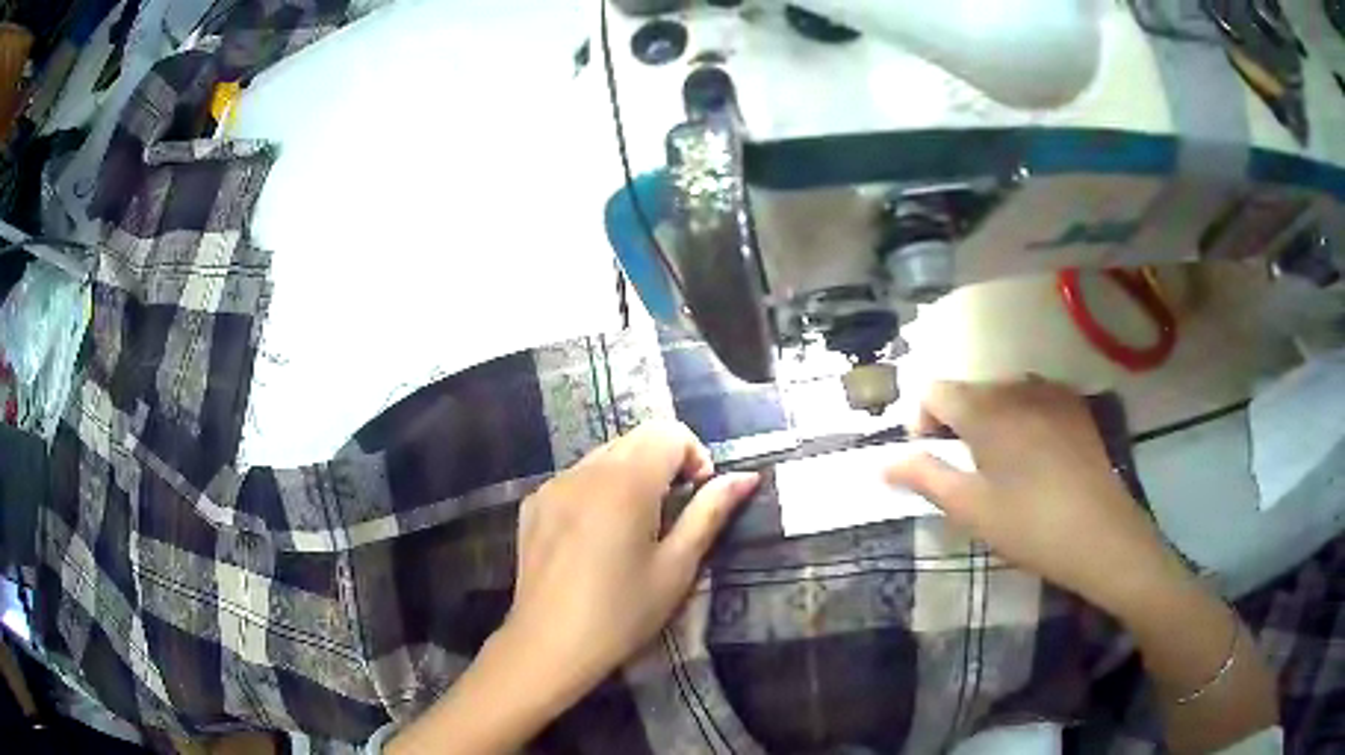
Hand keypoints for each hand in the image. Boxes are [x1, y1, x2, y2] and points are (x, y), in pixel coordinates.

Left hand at [501, 420, 759, 699]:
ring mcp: (553, 485)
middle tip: (673, 515)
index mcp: (625, 482)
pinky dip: (598, 490)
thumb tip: (745, 477)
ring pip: (604, 456)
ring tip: (635, 527)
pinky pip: (576, 478)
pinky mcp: (533, 504)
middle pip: (636, 438)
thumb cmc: (623, 613)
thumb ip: (710, 512)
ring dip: (631, 474)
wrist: (548, 646)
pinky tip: (597, 538)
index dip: (695, 456)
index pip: (669, 432)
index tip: (698, 497)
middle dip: (665, 463)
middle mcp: (585, 470)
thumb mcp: (677, 567)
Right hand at [885, 379, 1180, 611]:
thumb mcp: (969, 508)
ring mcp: (1051, 393)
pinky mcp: (1075, 406)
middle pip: (969, 390)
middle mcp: (1016, 387)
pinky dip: (1023, 418)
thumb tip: (882, 462)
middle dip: (956, 423)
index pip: (933, 390)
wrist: (1102, 535)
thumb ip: (924, 477)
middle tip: (967, 472)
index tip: (933, 459)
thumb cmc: (1029, 525)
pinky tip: (1037, 457)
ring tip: (1003, 466)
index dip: (921, 421)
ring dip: (991, 421)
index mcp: (986, 409)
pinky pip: (1035, 399)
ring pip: (1003, 394)